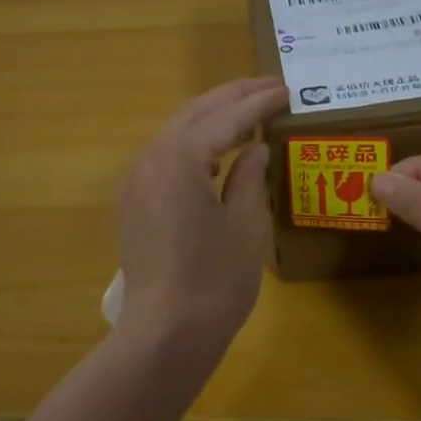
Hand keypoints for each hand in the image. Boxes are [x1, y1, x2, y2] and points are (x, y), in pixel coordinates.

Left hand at [115, 77, 288, 352]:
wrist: (165, 333)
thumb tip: (255, 148)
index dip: (257, 103)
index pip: (224, 119)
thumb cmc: (215, 283)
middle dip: (231, 97)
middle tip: (269, 86)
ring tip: (246, 109)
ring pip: (175, 131)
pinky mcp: (134, 203)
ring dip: (210, 116)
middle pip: (193, 114)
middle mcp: (150, 160)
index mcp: (179, 160)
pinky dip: (192, 142)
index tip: (286, 89)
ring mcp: (136, 182)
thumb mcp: (245, 226)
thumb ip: (249, 177)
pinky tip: (214, 147)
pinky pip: (165, 156)